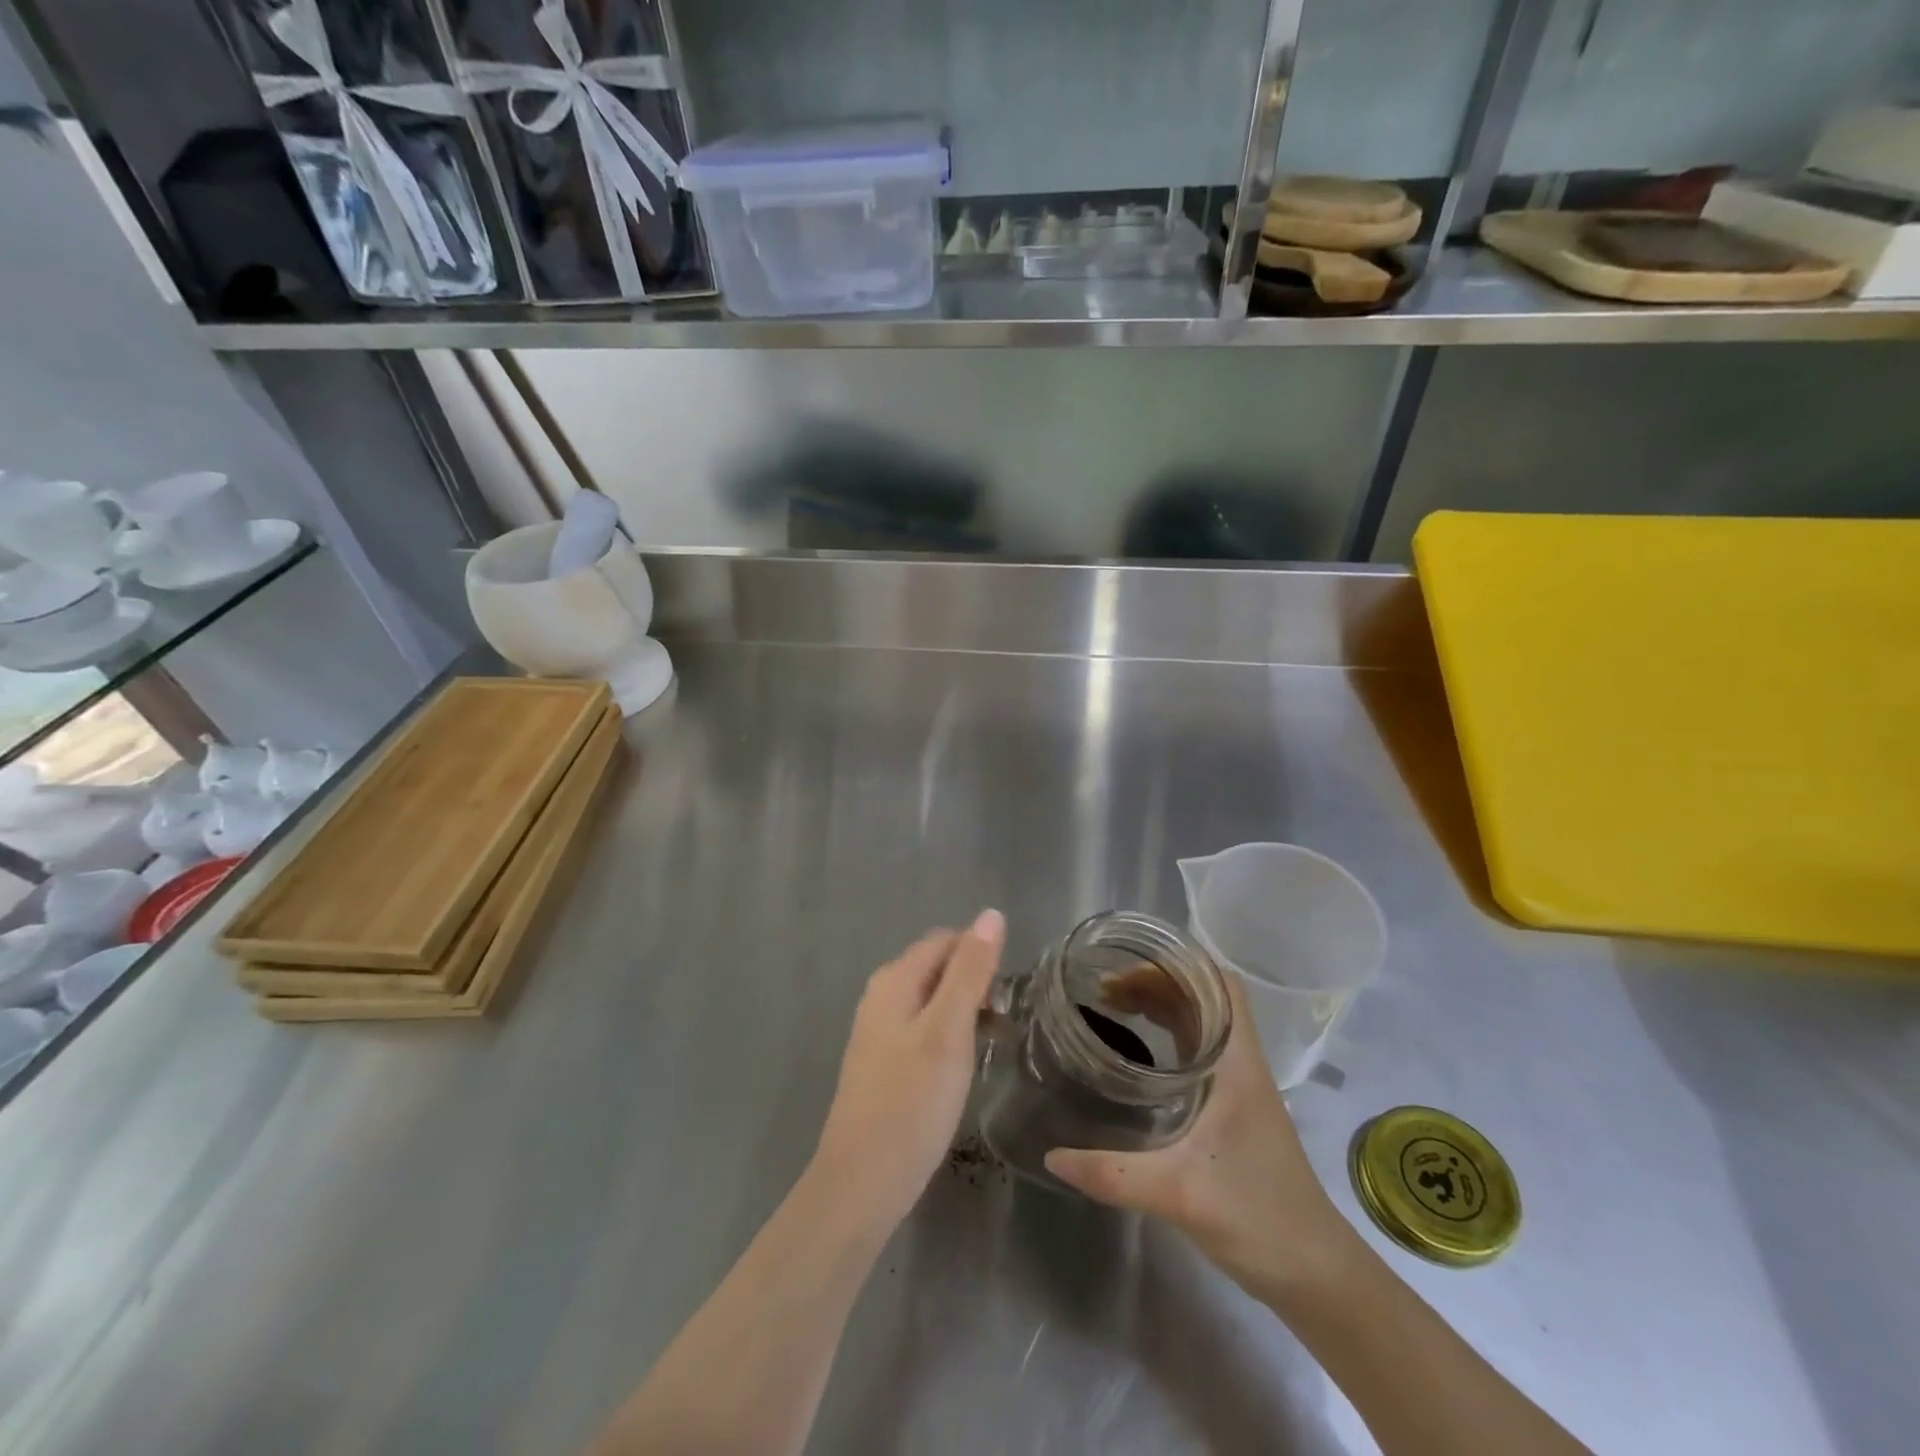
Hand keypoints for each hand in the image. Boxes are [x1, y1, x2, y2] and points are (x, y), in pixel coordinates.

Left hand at [811, 910, 1005, 1234]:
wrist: (861, 1183)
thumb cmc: (911, 1102)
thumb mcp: (949, 1031)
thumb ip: (970, 971)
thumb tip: (991, 914)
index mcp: (894, 980)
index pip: (946, 940)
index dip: (981, 956)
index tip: (1007, 995)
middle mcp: (882, 995)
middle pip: (938, 967)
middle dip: (975, 983)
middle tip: (1003, 1022)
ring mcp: (879, 1031)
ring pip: (933, 1000)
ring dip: (965, 1010)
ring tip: (992, 1042)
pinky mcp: (883, 1062)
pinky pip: (924, 1028)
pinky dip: (949, 1035)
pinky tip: (963, 1065)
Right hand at [1044, 973, 1360, 1298]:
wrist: (1316, 1274)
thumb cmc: (1258, 1217)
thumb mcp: (1179, 1194)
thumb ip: (1112, 1174)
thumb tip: (1051, 1157)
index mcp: (1238, 1064)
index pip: (1221, 985)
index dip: (1179, 964)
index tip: (1128, 966)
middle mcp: (1241, 1065)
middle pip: (1204, 997)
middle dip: (1156, 982)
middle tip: (1104, 990)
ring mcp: (1240, 1088)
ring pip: (1202, 1023)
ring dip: (1162, 1007)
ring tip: (1114, 1008)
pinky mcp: (1235, 1111)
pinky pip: (1199, 1052)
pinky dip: (1169, 1036)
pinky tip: (1140, 1053)